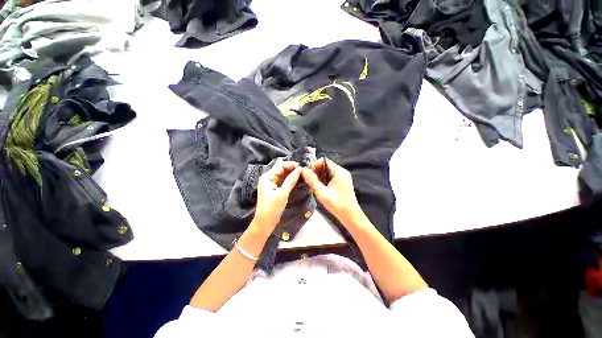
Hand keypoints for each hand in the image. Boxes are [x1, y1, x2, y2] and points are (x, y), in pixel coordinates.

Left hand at [252, 161, 301, 233]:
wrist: (265, 223)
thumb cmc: (272, 208)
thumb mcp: (283, 193)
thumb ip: (291, 180)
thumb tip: (299, 170)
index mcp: (267, 177)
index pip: (280, 166)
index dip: (291, 164)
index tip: (301, 166)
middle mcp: (268, 178)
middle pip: (281, 169)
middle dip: (291, 168)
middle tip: (303, 170)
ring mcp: (270, 184)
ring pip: (282, 175)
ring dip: (291, 173)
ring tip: (301, 174)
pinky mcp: (274, 189)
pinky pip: (282, 181)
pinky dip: (289, 179)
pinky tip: (296, 179)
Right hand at [301, 158, 362, 225]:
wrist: (351, 216)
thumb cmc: (337, 205)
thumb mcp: (322, 193)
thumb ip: (312, 181)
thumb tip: (303, 170)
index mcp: (339, 172)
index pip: (324, 161)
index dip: (314, 165)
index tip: (308, 174)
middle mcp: (342, 172)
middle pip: (326, 166)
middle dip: (316, 171)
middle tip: (310, 181)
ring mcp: (343, 177)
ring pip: (327, 171)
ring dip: (319, 176)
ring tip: (314, 185)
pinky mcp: (342, 182)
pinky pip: (330, 177)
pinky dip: (324, 180)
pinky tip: (320, 188)